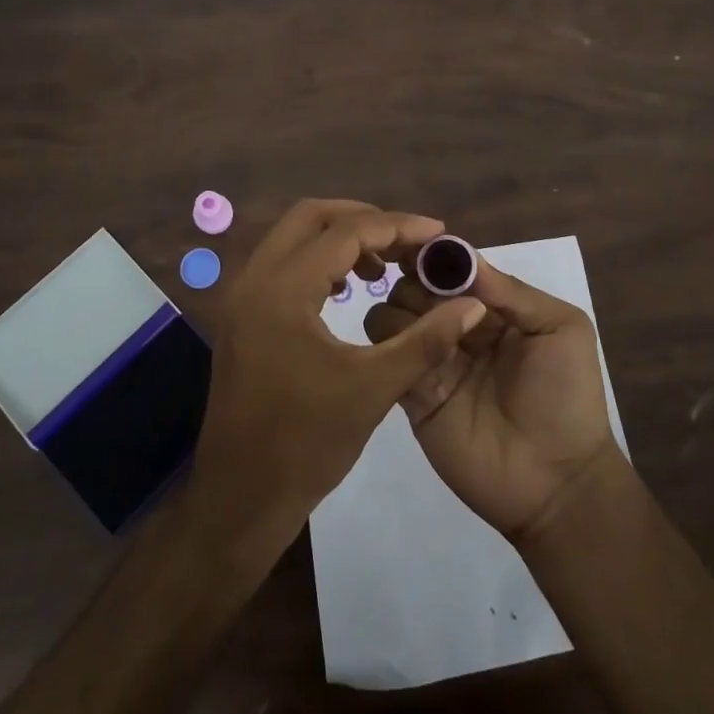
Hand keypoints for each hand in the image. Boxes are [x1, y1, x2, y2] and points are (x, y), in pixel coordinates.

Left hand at [190, 200, 487, 541]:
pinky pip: (281, 264)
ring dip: (338, 238)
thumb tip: (472, 303)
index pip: (346, 232)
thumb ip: (427, 339)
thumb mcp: (375, 388)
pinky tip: (345, 290)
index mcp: (283, 290)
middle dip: (363, 219)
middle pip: (311, 216)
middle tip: (407, 242)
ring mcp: (241, 296)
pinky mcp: (241, 316)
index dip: (397, 226)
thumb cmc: (307, 444)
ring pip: (292, 237)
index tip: (437, 232)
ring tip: (383, 266)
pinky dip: (317, 261)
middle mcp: (254, 279)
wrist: (240, 497)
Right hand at [365, 256, 621, 542]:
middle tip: (429, 302)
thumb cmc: (566, 396)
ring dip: (400, 313)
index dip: (434, 257)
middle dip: (414, 283)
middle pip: (415, 287)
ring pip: (391, 316)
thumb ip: (511, 291)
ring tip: (426, 333)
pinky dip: (389, 346)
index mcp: (493, 308)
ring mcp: (433, 361)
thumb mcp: (561, 329)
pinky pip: (387, 359)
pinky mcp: (413, 395)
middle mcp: (458, 327)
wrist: (556, 482)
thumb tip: (459, 255)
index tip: (416, 250)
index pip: (452, 269)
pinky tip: (409, 352)